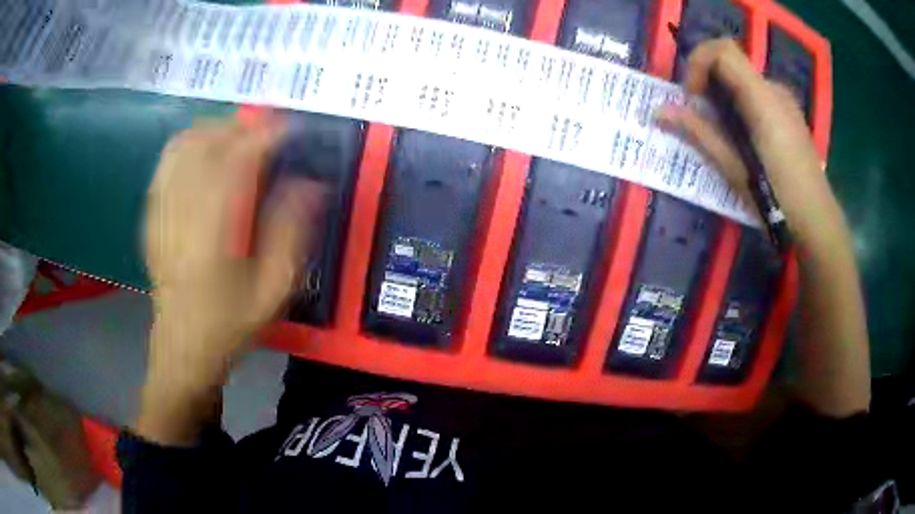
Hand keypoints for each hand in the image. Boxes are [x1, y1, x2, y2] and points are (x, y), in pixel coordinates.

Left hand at [138, 115, 325, 443]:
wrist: (182, 348)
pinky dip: (188, 143)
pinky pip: (167, 163)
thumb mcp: (274, 291)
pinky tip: (204, 150)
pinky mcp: (152, 215)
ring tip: (238, 134)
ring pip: (183, 145)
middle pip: (207, 142)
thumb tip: (310, 184)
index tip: (291, 128)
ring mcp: (162, 210)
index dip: (266, 135)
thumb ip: (292, 234)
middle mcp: (182, 212)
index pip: (237, 160)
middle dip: (241, 125)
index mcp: (213, 231)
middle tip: (268, 129)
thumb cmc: (230, 325)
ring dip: (214, 129)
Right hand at [658, 40, 868, 415]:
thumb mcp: (735, 169)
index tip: (693, 96)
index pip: (722, 50)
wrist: (819, 226)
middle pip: (732, 62)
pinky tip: (745, 139)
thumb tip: (659, 112)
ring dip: (725, 95)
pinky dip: (741, 105)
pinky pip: (759, 95)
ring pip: (745, 80)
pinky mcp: (791, 117)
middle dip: (708, 81)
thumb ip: (699, 133)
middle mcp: (775, 91)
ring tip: (722, 132)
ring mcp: (786, 103)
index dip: (698, 62)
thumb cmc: (779, 202)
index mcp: (762, 99)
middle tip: (701, 115)